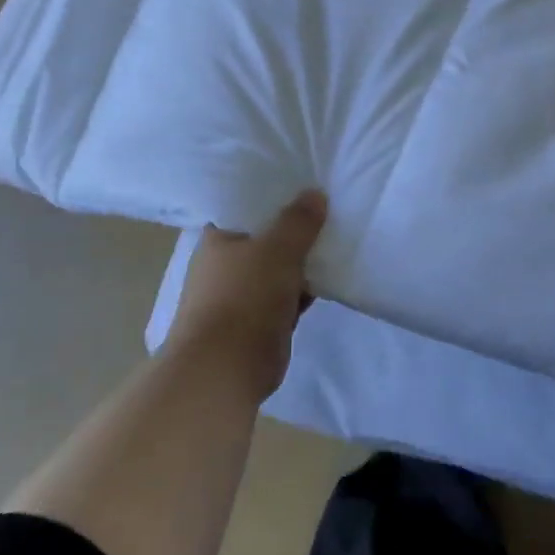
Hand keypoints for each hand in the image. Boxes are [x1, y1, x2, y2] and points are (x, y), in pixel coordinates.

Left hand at [166, 191, 326, 399]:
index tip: (305, 184)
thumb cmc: (244, 297)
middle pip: (266, 237)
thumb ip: (298, 221)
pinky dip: (303, 291)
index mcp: (217, 239)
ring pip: (278, 268)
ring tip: (337, 239)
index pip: (246, 206)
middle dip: (294, 229)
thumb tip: (315, 193)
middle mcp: (225, 264)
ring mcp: (240, 295)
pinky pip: (286, 297)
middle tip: (329, 210)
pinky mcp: (257, 323)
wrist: (225, 370)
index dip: (274, 195)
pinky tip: (329, 279)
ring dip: (302, 262)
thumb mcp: (278, 249)